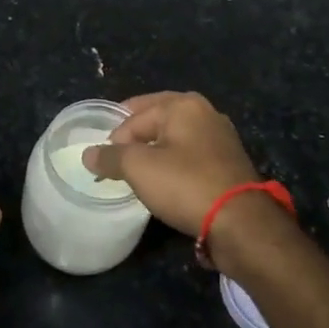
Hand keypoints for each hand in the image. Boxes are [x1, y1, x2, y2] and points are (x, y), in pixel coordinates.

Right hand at [82, 91, 258, 238]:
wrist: (241, 223)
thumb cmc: (186, 184)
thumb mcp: (139, 168)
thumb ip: (110, 157)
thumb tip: (88, 154)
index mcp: (183, 104)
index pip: (135, 116)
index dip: (115, 138)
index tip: (104, 163)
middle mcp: (205, 112)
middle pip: (157, 120)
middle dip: (135, 139)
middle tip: (116, 161)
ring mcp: (221, 137)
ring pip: (175, 139)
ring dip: (156, 152)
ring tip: (139, 174)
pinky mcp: (229, 163)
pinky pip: (192, 156)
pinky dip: (175, 165)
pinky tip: (167, 183)